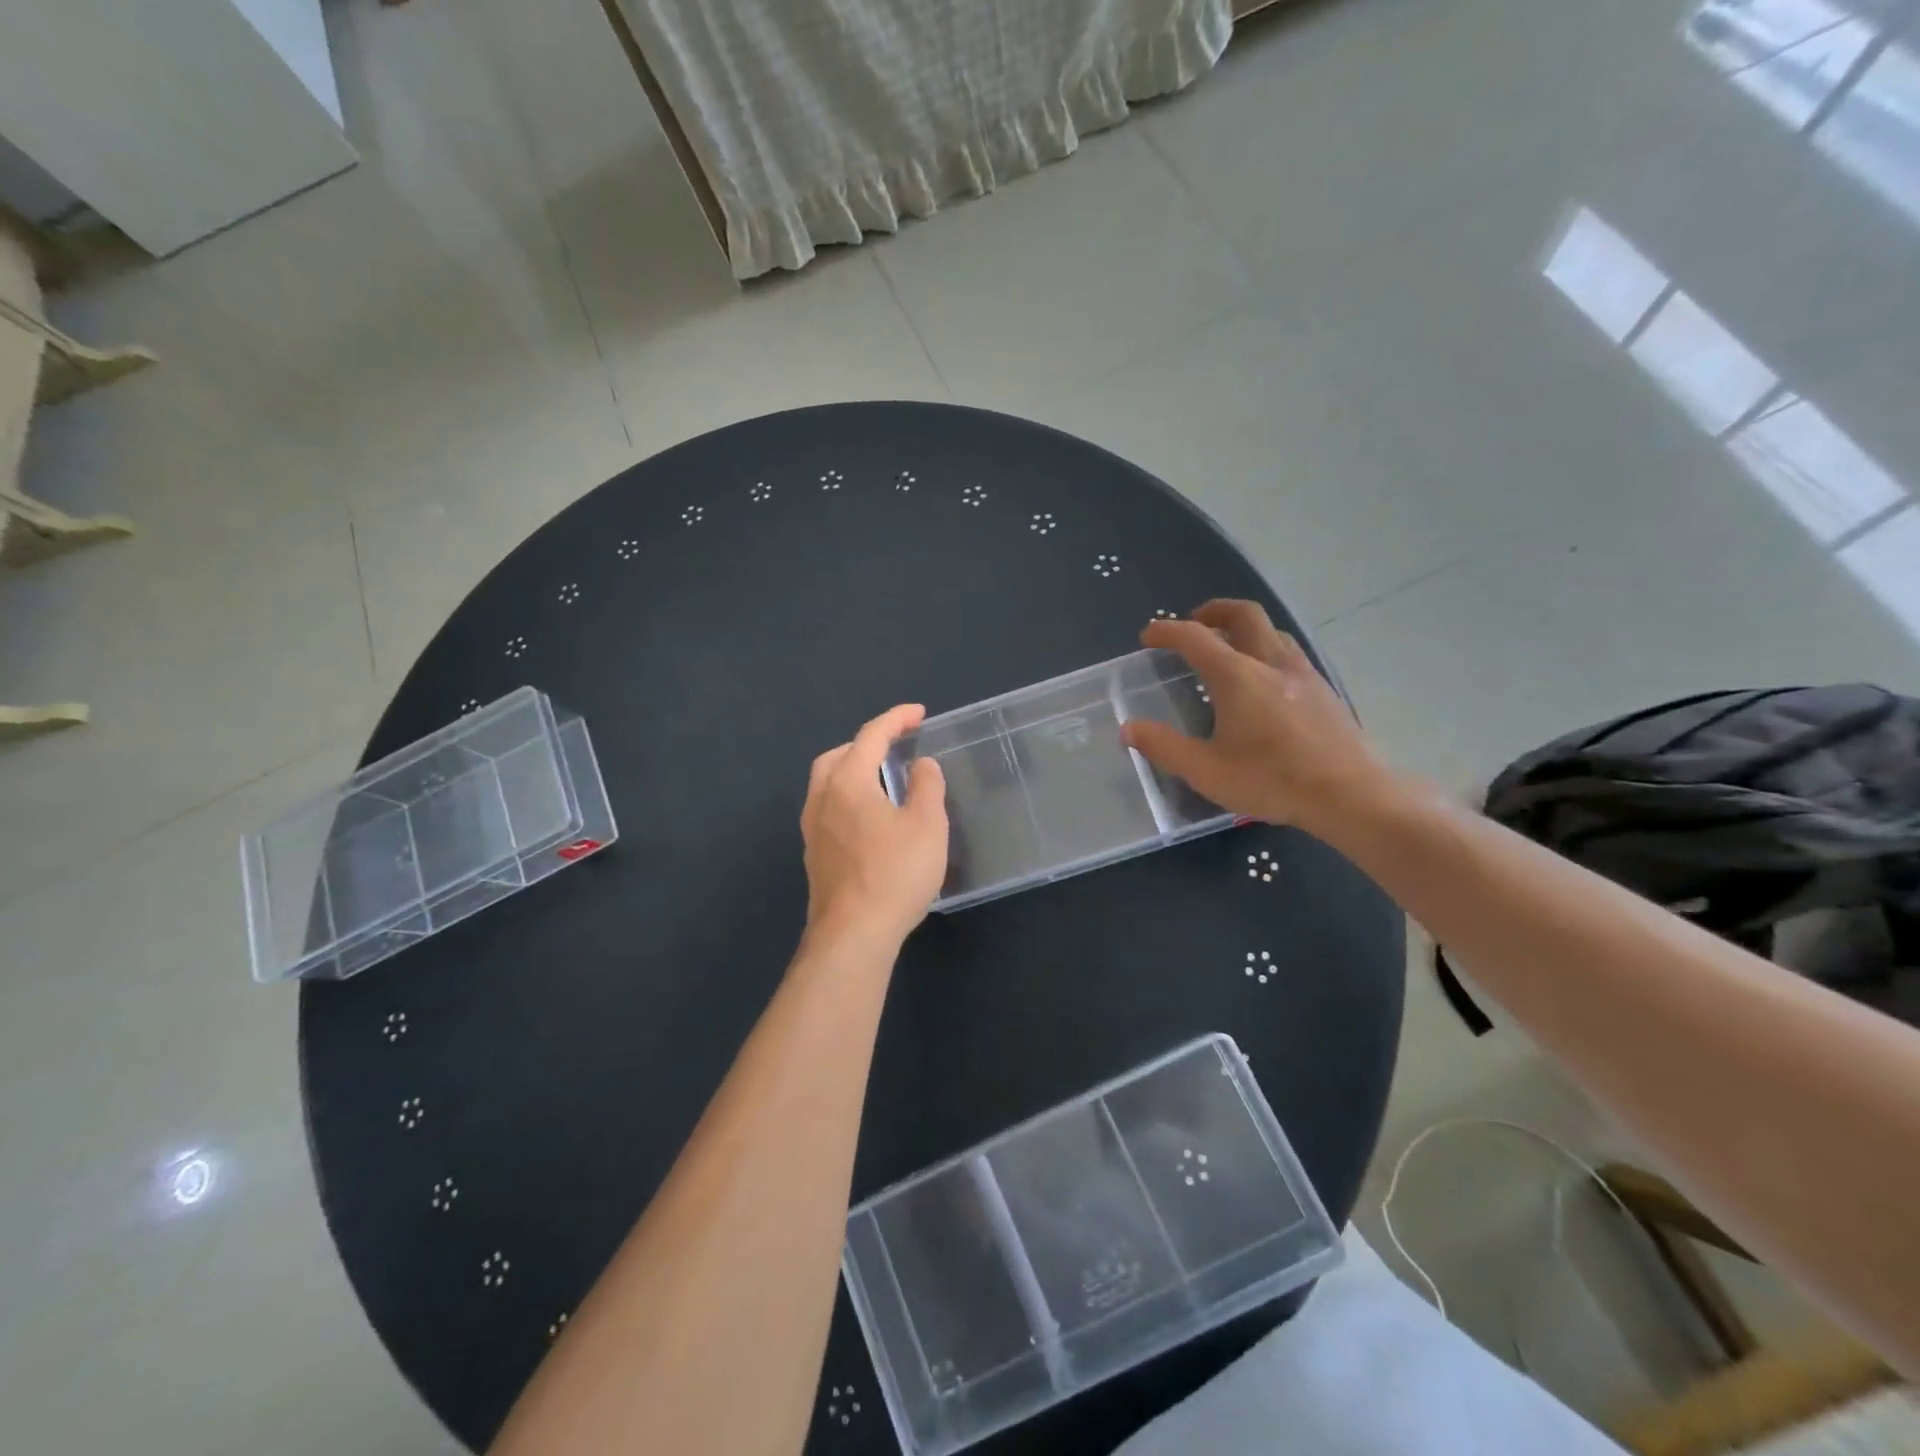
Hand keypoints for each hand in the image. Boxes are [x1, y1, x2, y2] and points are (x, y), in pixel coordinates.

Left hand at [801, 704, 948, 946]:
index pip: (871, 736)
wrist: (853, 934)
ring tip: (883, 778)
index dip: (896, 719)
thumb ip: (927, 785)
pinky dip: (847, 796)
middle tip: (895, 746)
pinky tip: (869, 817)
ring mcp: (812, 828)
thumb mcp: (927, 824)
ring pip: (827, 782)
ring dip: (853, 769)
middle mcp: (822, 798)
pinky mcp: (814, 854)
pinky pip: (828, 808)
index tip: (919, 713)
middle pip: (839, 755)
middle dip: (867, 743)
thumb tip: (921, 763)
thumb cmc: (895, 873)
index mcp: (848, 781)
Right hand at [1121, 600, 1393, 835]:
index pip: (1195, 637)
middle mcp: (1271, 663)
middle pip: (1244, 614)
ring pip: (1272, 630)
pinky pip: (1290, 652)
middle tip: (1194, 622)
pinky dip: (1267, 649)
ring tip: (1228, 647)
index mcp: (1237, 676)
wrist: (1351, 794)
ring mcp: (1304, 674)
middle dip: (1214, 611)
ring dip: (1244, 628)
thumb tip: (1129, 728)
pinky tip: (1265, 680)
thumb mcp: (1206, 771)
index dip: (1167, 631)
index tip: (1149, 636)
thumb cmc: (1272, 780)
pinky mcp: (1324, 691)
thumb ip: (1164, 747)